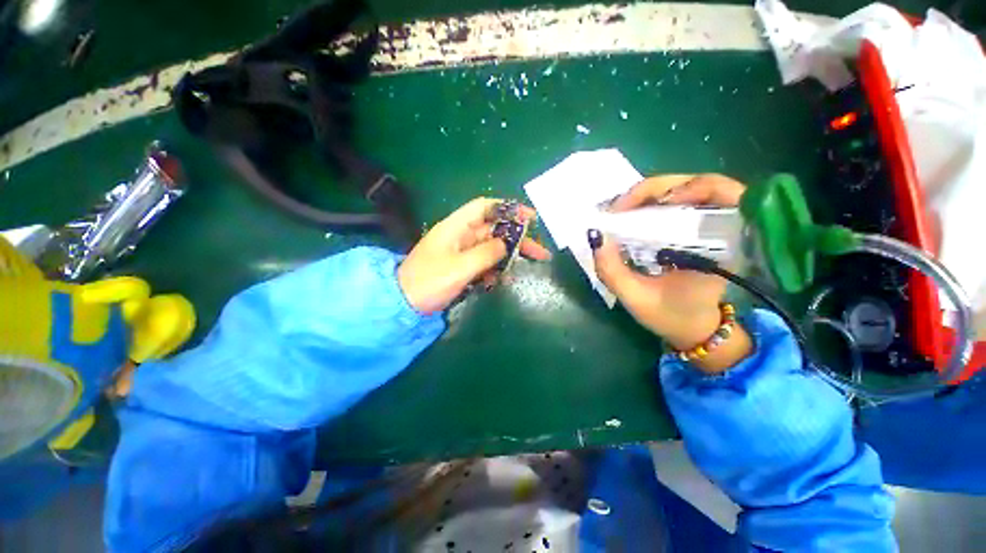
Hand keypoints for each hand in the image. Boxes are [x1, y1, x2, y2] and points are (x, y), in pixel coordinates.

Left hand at [398, 198, 550, 313]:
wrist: (405, 304)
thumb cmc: (429, 282)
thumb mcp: (460, 267)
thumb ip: (486, 253)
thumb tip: (506, 243)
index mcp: (456, 227)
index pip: (485, 208)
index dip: (508, 209)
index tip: (530, 218)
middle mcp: (461, 236)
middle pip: (494, 230)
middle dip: (517, 238)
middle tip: (539, 252)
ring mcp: (462, 252)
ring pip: (492, 247)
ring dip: (510, 255)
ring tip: (529, 264)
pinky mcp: (462, 267)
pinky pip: (484, 263)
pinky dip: (496, 268)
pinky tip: (503, 279)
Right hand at [590, 174, 750, 370]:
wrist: (693, 329)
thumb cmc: (671, 316)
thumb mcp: (637, 297)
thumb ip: (612, 271)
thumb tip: (595, 235)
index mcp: (724, 245)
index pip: (717, 193)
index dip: (680, 189)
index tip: (641, 208)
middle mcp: (725, 227)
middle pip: (697, 183)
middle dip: (652, 190)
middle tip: (618, 208)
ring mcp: (711, 224)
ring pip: (685, 188)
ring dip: (650, 195)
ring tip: (622, 211)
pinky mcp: (696, 227)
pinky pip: (677, 202)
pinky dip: (651, 203)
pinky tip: (632, 215)